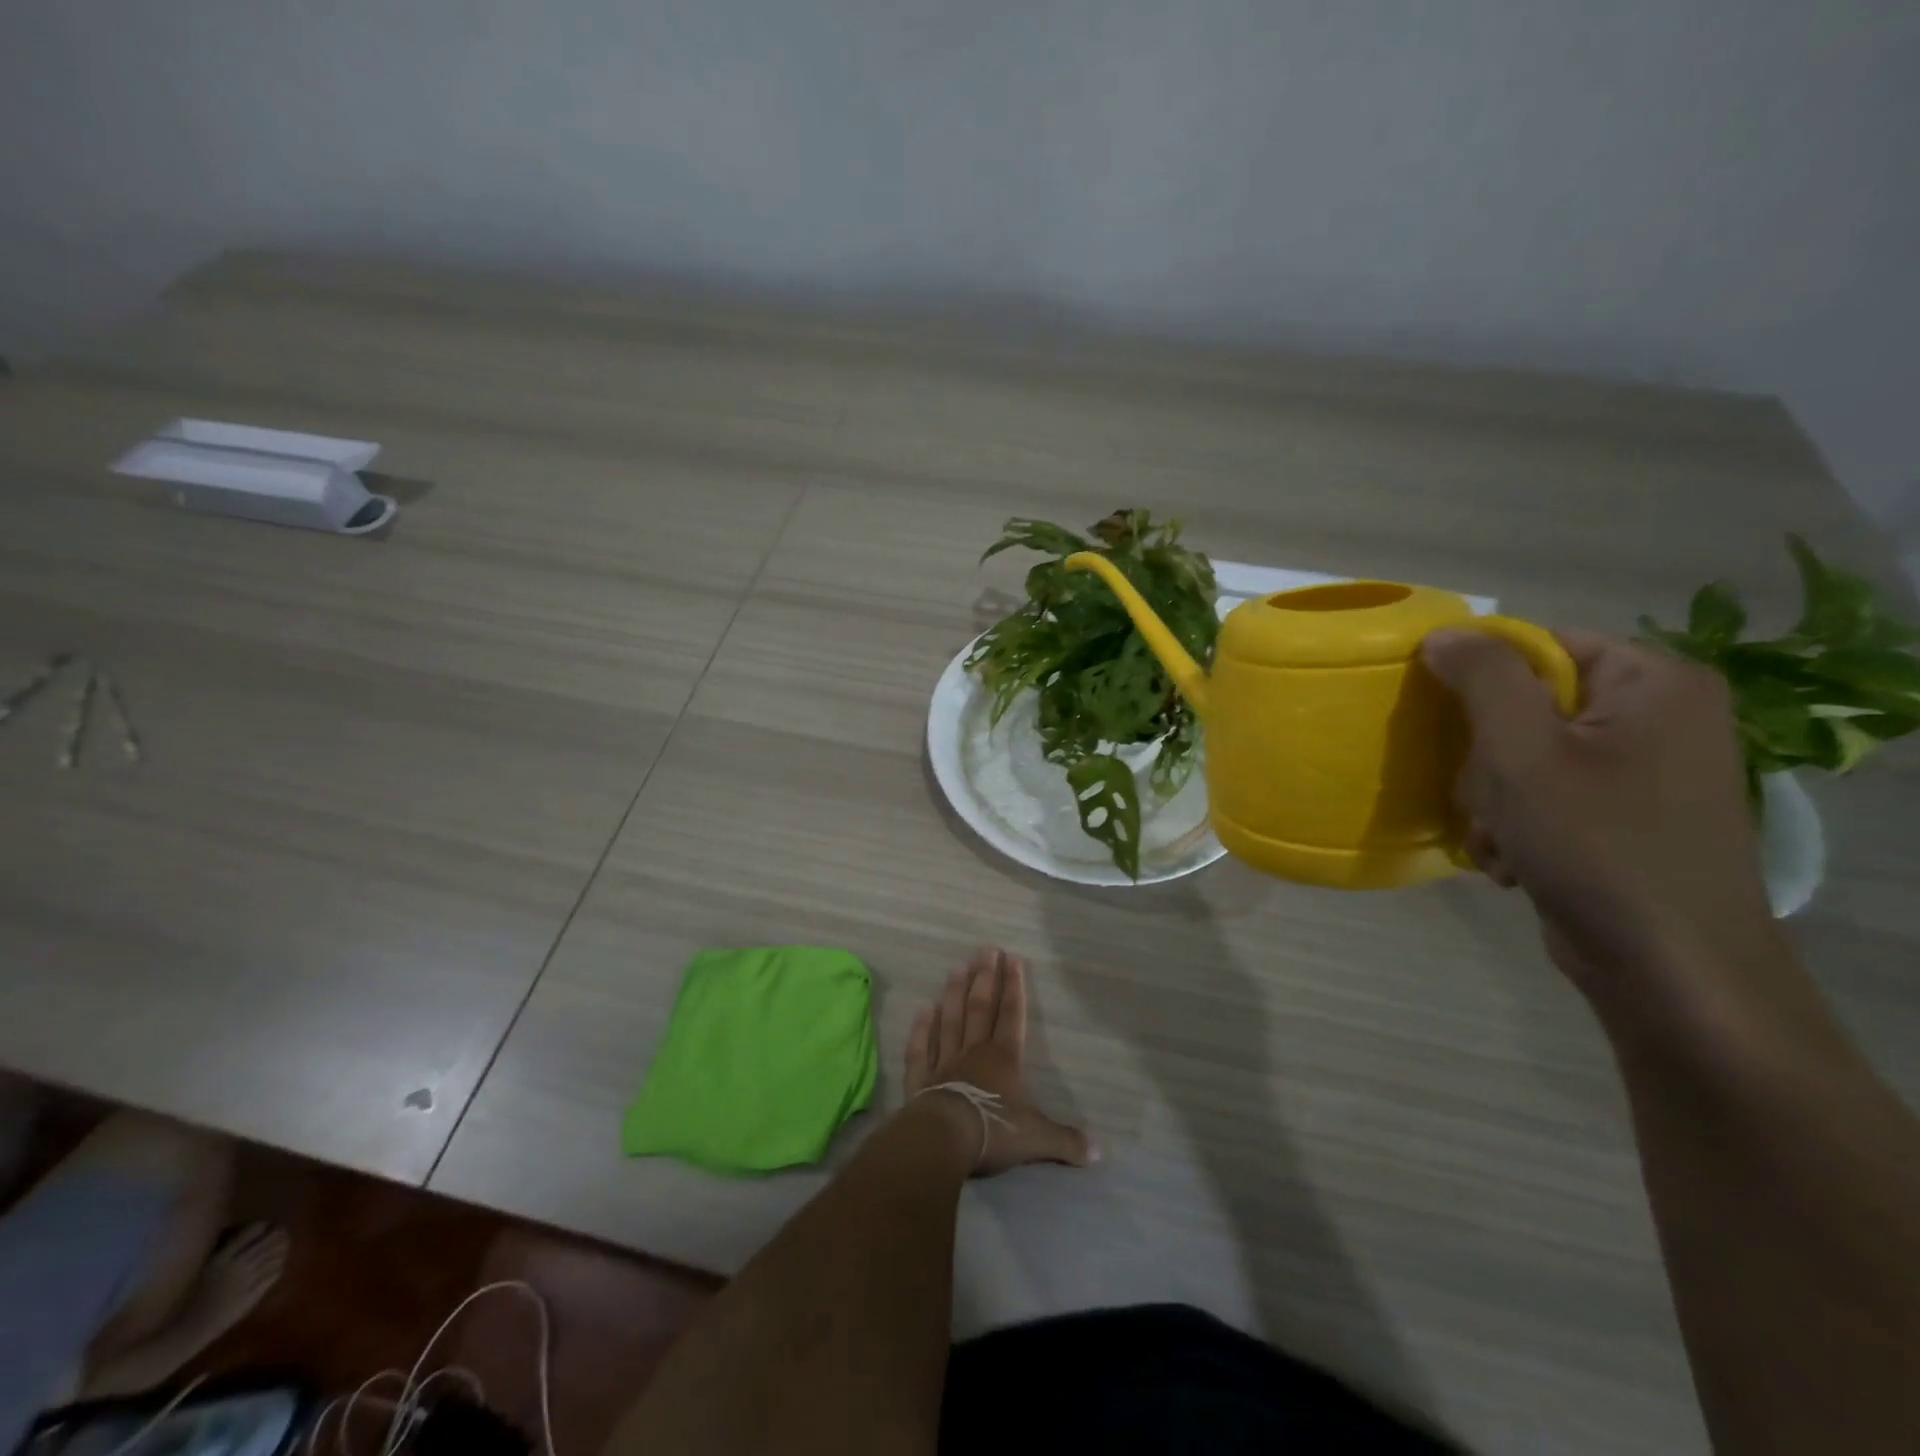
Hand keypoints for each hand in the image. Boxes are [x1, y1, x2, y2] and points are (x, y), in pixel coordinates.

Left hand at [904, 948, 1094, 1175]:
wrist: (945, 1140)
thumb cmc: (994, 1132)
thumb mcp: (1037, 1139)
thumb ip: (1065, 1141)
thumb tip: (1097, 1153)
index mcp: (1004, 1059)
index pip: (1012, 1015)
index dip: (1014, 987)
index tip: (1012, 959)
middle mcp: (974, 1052)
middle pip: (980, 1008)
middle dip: (985, 978)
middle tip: (985, 950)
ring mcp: (945, 1062)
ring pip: (951, 1020)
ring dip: (954, 994)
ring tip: (957, 967)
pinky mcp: (920, 1079)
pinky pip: (920, 1048)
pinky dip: (921, 1029)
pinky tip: (923, 1010)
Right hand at [1421, 628, 1779, 1007]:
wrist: (1668, 969)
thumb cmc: (1595, 844)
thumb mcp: (1522, 751)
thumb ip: (1482, 678)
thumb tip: (1444, 633)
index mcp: (1654, 682)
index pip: (1539, 646)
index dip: (1481, 679)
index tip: (1446, 725)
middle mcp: (1659, 717)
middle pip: (1527, 706)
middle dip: (1487, 759)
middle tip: (1487, 798)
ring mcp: (1644, 771)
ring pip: (1525, 756)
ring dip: (1493, 799)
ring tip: (1499, 839)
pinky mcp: (1625, 817)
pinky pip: (1546, 796)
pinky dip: (1517, 825)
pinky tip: (1513, 860)